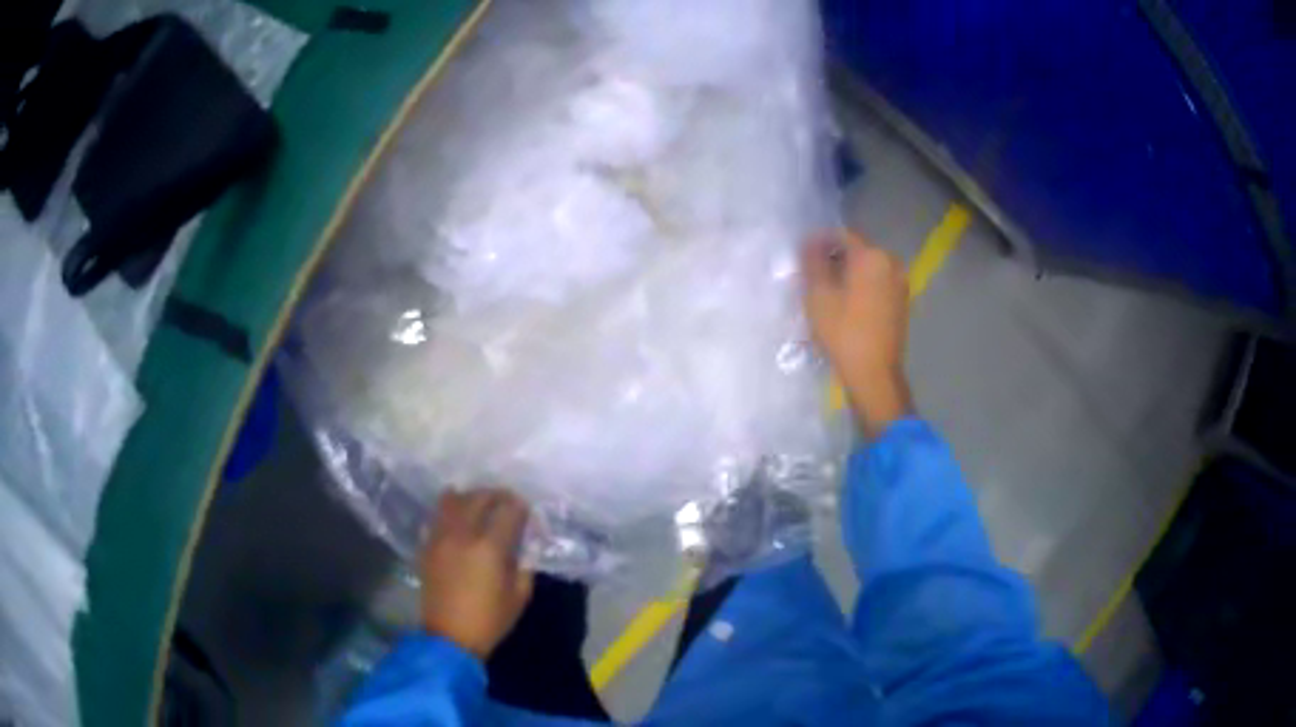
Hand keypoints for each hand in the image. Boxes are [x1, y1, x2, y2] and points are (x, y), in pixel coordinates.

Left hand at [420, 489, 533, 659]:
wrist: (449, 637)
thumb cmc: (490, 620)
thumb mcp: (520, 596)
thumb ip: (525, 565)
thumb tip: (526, 544)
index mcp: (489, 547)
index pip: (508, 511)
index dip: (520, 506)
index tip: (526, 510)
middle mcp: (462, 534)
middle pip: (478, 498)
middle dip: (495, 495)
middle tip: (505, 501)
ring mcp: (440, 538)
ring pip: (452, 500)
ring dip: (469, 497)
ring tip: (479, 505)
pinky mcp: (426, 546)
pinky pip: (437, 516)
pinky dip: (449, 510)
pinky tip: (458, 519)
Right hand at [802, 230, 914, 435]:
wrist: (874, 374)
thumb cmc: (843, 332)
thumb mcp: (818, 294)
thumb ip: (812, 261)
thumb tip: (810, 241)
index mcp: (872, 255)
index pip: (842, 235)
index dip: (819, 241)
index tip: (802, 256)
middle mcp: (891, 262)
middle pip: (857, 250)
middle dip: (834, 258)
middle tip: (812, 275)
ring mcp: (900, 283)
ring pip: (868, 268)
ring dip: (848, 273)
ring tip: (828, 292)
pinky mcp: (902, 302)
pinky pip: (877, 283)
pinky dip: (862, 286)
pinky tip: (847, 304)